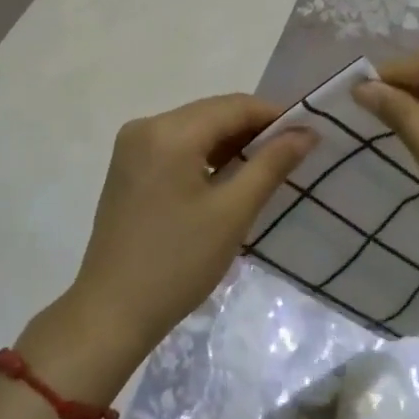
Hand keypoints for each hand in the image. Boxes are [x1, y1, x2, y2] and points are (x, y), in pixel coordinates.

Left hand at [70, 95, 315, 355]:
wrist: (111, 312)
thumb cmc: (178, 263)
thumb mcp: (233, 212)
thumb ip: (271, 164)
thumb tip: (306, 132)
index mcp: (170, 131)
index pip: (233, 106)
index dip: (274, 115)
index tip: (306, 134)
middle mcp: (147, 125)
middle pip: (212, 112)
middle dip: (252, 128)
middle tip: (291, 153)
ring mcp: (132, 144)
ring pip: (195, 127)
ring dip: (229, 141)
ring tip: (264, 166)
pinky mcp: (127, 165)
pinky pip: (176, 144)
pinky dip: (204, 153)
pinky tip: (226, 175)